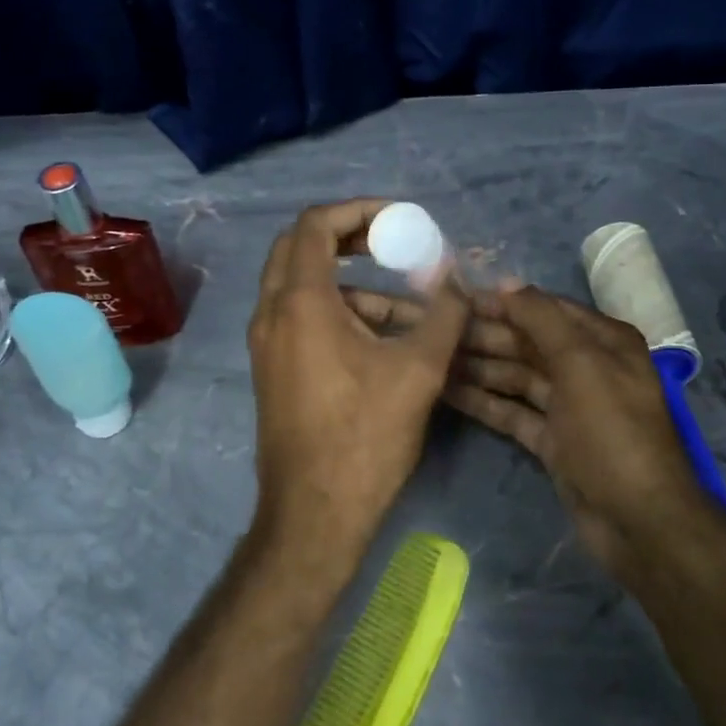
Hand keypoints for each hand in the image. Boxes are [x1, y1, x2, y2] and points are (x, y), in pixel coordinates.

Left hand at [248, 200, 469, 565]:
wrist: (314, 514)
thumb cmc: (364, 436)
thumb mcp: (418, 370)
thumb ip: (443, 314)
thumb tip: (458, 281)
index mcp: (300, 302)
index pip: (315, 224)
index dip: (358, 210)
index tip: (399, 219)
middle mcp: (272, 314)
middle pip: (300, 247)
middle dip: (350, 238)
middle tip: (393, 242)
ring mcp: (268, 344)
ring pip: (305, 288)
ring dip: (355, 285)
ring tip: (412, 306)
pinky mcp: (275, 369)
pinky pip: (304, 319)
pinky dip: (342, 313)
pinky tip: (388, 340)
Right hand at [347, 282, 699, 578]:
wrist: (638, 520)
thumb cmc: (612, 431)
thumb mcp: (580, 363)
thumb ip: (541, 318)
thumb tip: (506, 283)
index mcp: (603, 341)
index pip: (544, 309)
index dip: (502, 302)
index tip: (456, 298)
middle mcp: (587, 367)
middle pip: (527, 343)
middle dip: (485, 336)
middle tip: (435, 332)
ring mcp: (569, 406)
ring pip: (516, 377)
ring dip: (479, 368)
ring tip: (433, 359)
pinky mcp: (553, 440)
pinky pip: (513, 411)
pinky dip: (485, 401)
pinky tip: (448, 392)